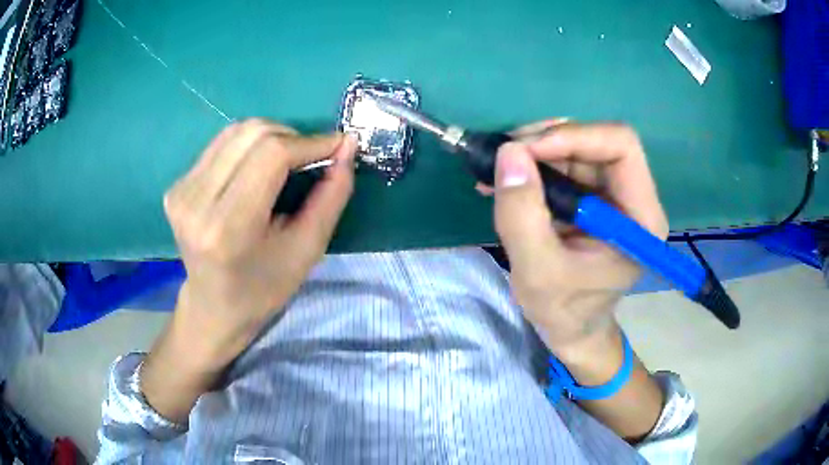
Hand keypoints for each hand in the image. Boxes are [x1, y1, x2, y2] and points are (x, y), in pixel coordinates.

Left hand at [162, 119, 355, 366]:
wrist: (214, 306)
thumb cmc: (264, 288)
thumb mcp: (307, 250)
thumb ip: (331, 196)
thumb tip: (347, 146)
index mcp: (228, 227)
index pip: (271, 155)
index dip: (310, 143)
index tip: (338, 145)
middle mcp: (196, 202)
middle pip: (253, 134)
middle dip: (293, 136)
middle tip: (313, 156)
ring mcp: (182, 190)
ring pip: (236, 131)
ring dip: (271, 137)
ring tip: (288, 160)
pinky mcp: (177, 185)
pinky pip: (221, 144)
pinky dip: (249, 146)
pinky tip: (258, 167)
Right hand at [492, 122, 667, 354]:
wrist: (570, 329)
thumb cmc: (563, 311)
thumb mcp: (536, 271)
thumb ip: (522, 214)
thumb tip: (509, 152)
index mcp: (640, 217)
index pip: (621, 147)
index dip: (574, 137)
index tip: (525, 150)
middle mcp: (634, 198)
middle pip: (597, 141)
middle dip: (548, 141)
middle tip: (505, 156)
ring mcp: (614, 196)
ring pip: (577, 148)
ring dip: (535, 152)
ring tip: (498, 173)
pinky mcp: (594, 198)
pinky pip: (565, 164)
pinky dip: (533, 165)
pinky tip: (507, 181)